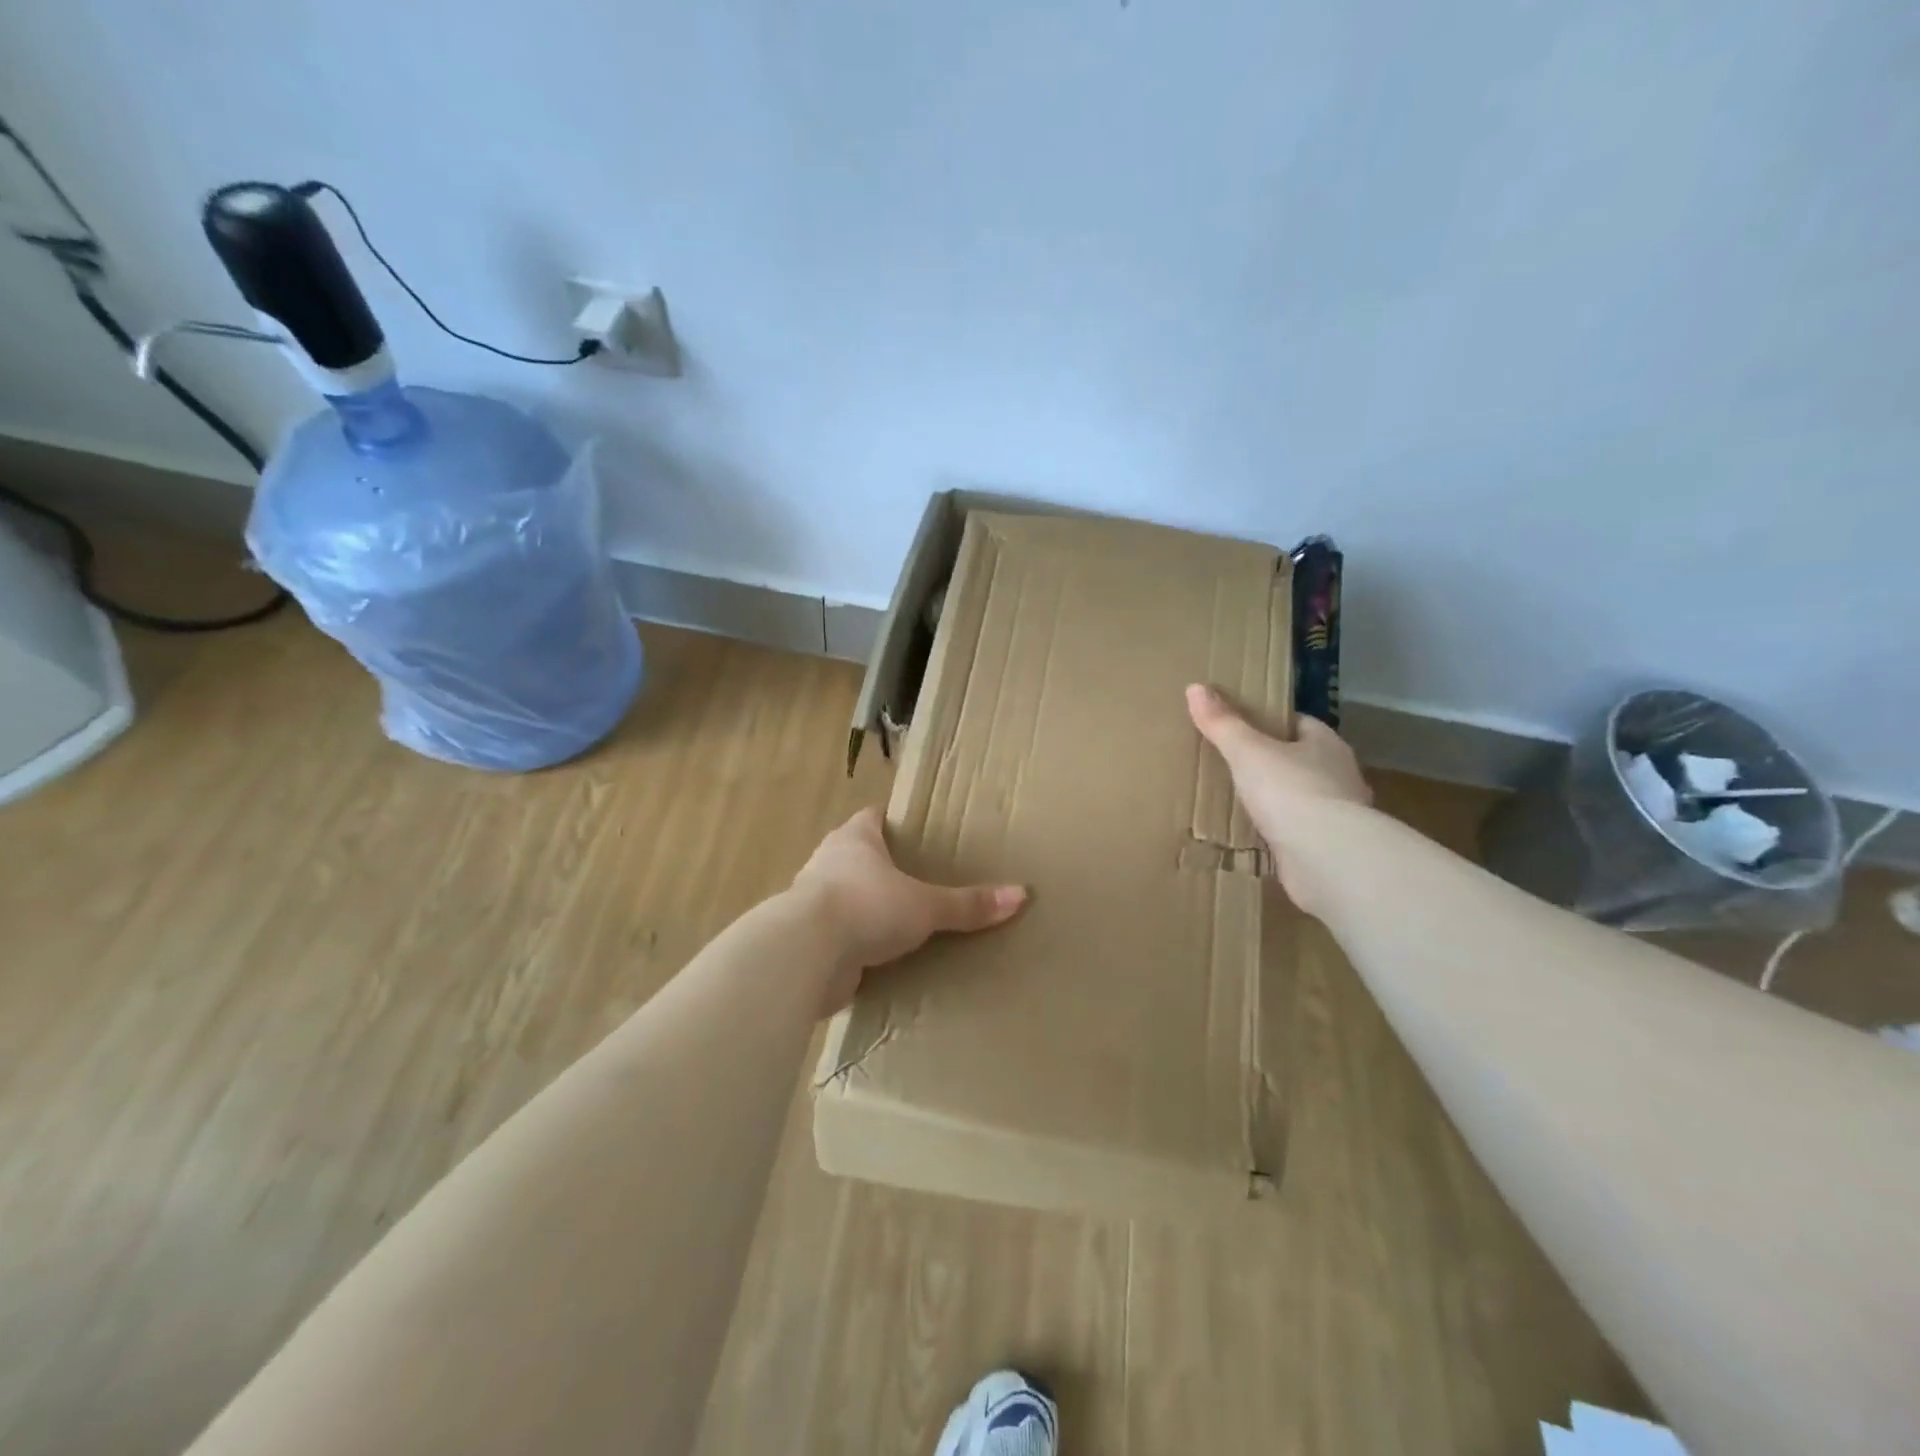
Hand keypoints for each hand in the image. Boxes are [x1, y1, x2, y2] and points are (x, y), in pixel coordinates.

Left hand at [791, 807, 1026, 1016]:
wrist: (805, 954)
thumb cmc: (866, 907)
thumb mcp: (925, 906)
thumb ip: (968, 904)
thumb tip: (1021, 895)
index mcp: (853, 840)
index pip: (872, 818)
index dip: (891, 823)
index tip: (915, 832)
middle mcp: (828, 863)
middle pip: (856, 857)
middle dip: (881, 868)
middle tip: (917, 881)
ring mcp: (812, 902)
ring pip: (844, 897)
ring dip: (865, 908)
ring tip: (900, 923)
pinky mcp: (808, 940)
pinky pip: (838, 937)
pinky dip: (854, 944)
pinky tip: (876, 959)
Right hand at [1185, 683, 1371, 910]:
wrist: (1327, 858)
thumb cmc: (1291, 791)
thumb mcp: (1247, 752)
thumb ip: (1223, 724)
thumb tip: (1195, 687)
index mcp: (1326, 745)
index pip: (1300, 724)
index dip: (1273, 723)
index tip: (1244, 727)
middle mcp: (1339, 776)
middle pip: (1303, 761)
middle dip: (1275, 763)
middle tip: (1236, 765)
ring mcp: (1339, 815)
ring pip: (1304, 799)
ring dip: (1281, 801)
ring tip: (1243, 803)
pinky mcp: (1331, 849)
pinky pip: (1300, 833)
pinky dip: (1282, 834)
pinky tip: (1258, 837)